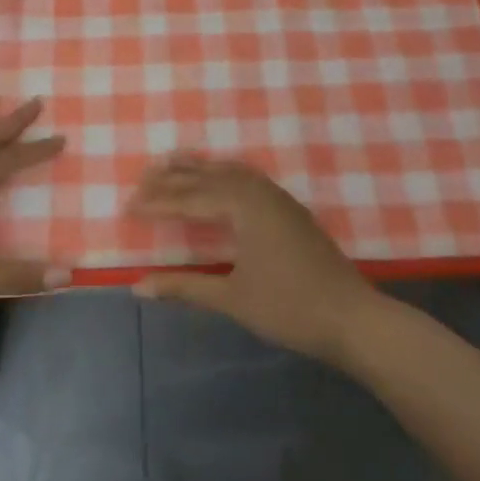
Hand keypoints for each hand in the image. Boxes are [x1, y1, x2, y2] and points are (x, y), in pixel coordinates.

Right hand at [127, 156, 383, 364]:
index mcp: (243, 205)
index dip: (157, 203)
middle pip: (209, 176)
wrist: (352, 317)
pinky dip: (224, 174)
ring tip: (174, 163)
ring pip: (230, 172)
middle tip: (143, 176)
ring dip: (200, 169)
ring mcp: (278, 197)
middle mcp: (259, 190)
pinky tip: (219, 181)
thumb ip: (185, 287)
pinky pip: (247, 178)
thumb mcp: (232, 298)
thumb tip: (138, 286)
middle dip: (174, 176)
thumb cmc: (290, 308)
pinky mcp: (288, 209)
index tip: (127, 205)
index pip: (190, 198)